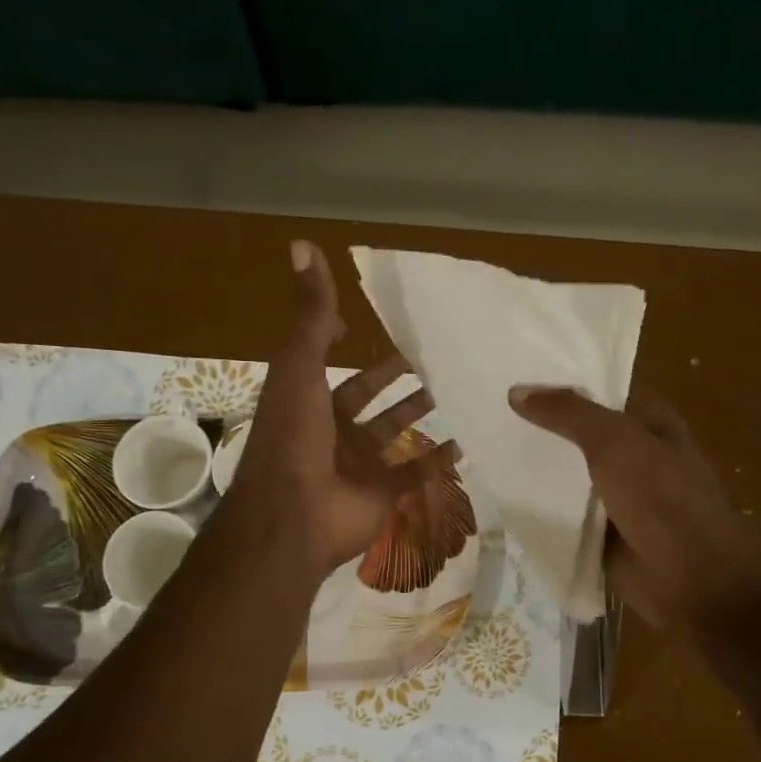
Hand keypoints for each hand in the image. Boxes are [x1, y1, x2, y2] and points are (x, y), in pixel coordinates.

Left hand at [224, 241, 457, 575]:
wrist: (293, 516)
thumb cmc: (294, 437)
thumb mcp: (299, 367)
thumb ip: (308, 314)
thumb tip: (303, 245)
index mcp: (307, 400)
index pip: (330, 364)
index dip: (346, 343)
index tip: (379, 323)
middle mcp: (332, 430)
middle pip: (370, 399)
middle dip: (398, 380)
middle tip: (435, 355)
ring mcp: (358, 465)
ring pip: (396, 434)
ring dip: (421, 415)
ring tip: (457, 389)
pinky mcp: (383, 494)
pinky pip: (416, 474)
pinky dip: (438, 460)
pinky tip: (467, 439)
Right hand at [508, 385, 760, 626]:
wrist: (689, 575)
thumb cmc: (660, 495)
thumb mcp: (615, 441)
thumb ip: (568, 413)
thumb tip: (516, 392)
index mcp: (650, 423)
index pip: (602, 391)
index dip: (564, 381)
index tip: (516, 374)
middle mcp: (635, 456)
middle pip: (581, 434)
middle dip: (542, 426)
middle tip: (488, 411)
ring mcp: (618, 497)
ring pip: (570, 476)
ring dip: (537, 470)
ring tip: (486, 450)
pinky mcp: (602, 533)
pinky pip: (565, 515)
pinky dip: (540, 509)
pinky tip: (500, 498)